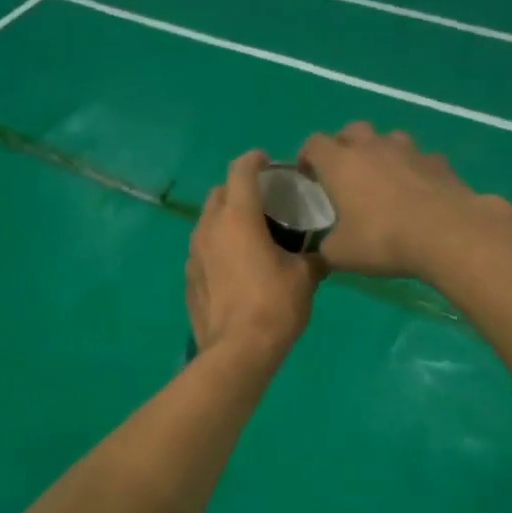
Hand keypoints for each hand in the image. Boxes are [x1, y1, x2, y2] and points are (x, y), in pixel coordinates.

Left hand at [186, 150, 323, 363]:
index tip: (268, 163)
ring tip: (248, 236)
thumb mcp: (305, 279)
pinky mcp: (189, 278)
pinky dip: (217, 248)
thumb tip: (323, 255)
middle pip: (219, 193)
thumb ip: (313, 258)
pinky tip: (235, 268)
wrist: (237, 352)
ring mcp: (193, 254)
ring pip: (207, 222)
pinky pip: (202, 251)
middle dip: (238, 190)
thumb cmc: (275, 307)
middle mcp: (209, 228)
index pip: (241, 170)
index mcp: (238, 217)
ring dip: (225, 220)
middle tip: (262, 204)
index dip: (254, 160)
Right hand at [298, 123, 511, 278]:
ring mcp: (409, 150)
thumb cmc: (382, 239)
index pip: (314, 144)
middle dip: (344, 147)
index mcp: (340, 163)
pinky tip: (417, 192)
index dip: (307, 156)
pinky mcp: (438, 162)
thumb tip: (324, 247)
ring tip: (382, 179)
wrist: (445, 233)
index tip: (307, 175)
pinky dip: (413, 170)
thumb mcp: (341, 254)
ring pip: (388, 139)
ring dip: (380, 153)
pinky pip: (419, 159)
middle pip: (351, 130)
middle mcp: (372, 147)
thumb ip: (326, 247)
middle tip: (344, 174)